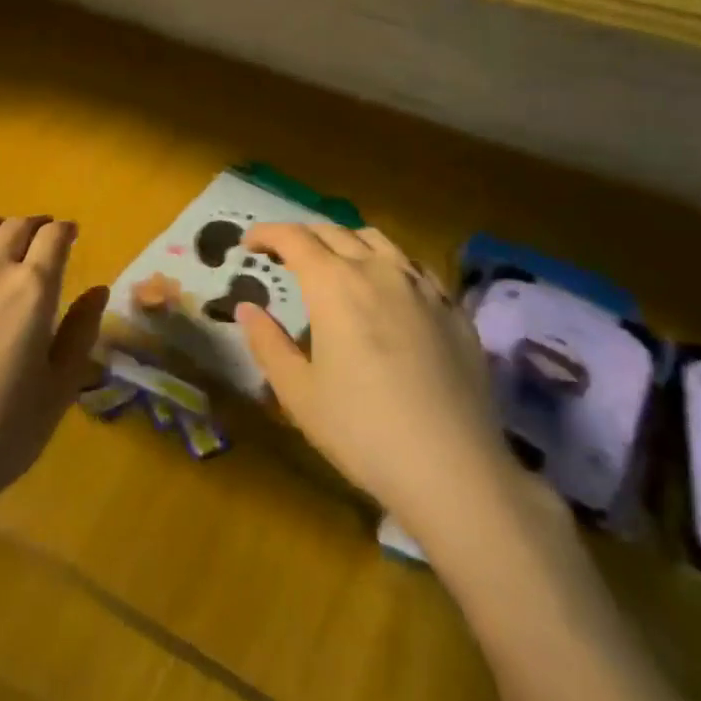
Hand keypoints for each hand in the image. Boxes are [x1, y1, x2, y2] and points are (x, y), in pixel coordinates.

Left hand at [0, 217, 105, 522]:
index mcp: (33, 290)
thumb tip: (98, 289)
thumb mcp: (60, 388)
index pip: (53, 238)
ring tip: (3, 243)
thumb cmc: (3, 432)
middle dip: (35, 226)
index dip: (65, 231)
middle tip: (42, 239)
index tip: (71, 235)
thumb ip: (81, 332)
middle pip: (16, 227)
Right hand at [237, 223, 509, 539]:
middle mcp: (378, 270)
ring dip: (346, 241)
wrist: (454, 469)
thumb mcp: (298, 394)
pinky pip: (414, 267)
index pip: (293, 237)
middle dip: (303, 235)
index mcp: (334, 284)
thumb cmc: (363, 431)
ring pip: (378, 241)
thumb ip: (268, 343)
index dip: (267, 233)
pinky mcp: (453, 308)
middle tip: (285, 254)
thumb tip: (247, 308)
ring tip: (336, 263)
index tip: (249, 243)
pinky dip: (388, 264)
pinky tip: (388, 290)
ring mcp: (422, 285)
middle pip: (334, 232)